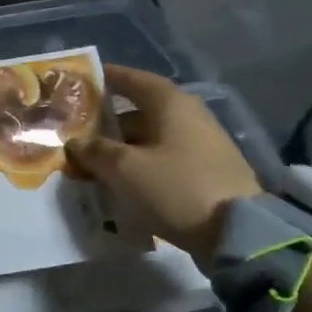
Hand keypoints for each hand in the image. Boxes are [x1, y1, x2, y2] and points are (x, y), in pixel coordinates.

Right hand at [66, 64, 262, 265]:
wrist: (237, 233)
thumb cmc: (175, 187)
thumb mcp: (125, 169)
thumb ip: (95, 151)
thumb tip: (75, 142)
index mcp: (171, 103)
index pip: (133, 79)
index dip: (106, 78)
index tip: (81, 82)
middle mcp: (189, 115)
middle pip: (140, 111)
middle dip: (108, 121)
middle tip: (77, 132)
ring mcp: (202, 145)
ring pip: (151, 138)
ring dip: (122, 147)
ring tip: (93, 163)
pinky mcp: (207, 172)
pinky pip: (164, 159)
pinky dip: (141, 165)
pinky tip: (122, 182)